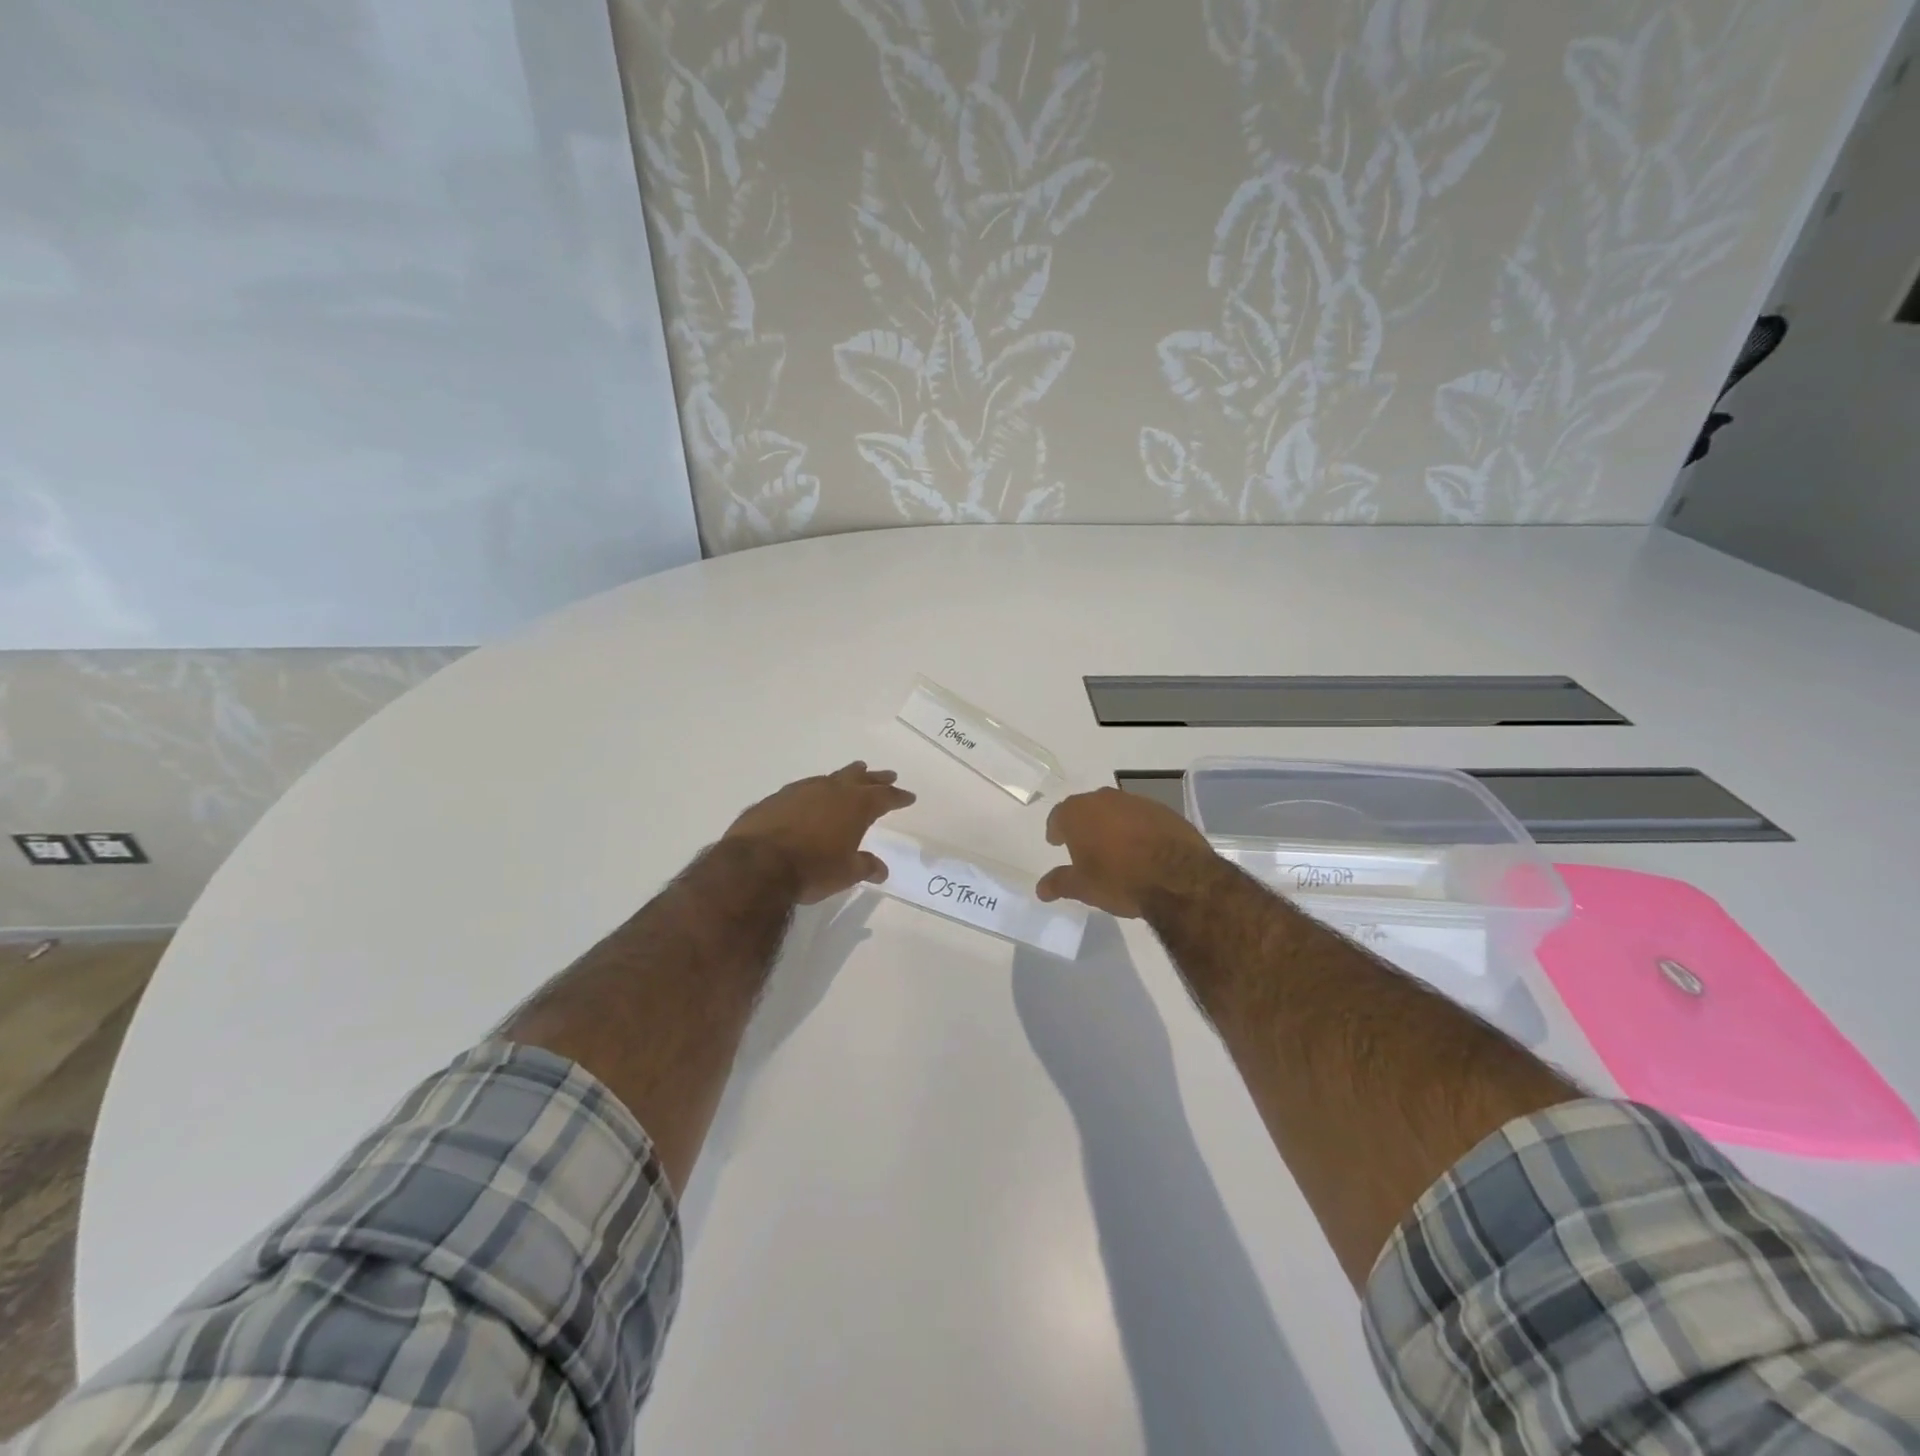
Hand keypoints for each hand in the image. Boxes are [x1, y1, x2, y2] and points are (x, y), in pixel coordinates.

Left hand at [724, 762, 915, 904]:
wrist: (757, 864)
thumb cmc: (812, 869)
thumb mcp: (846, 873)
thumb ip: (865, 866)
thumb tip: (881, 869)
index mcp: (856, 806)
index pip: (885, 797)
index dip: (898, 797)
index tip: (909, 796)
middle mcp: (832, 790)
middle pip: (860, 778)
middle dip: (876, 778)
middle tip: (888, 775)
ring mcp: (802, 790)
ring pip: (831, 777)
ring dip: (846, 777)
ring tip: (854, 772)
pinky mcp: (777, 798)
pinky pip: (805, 788)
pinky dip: (817, 790)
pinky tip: (813, 796)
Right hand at [1036, 787, 1218, 918]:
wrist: (1178, 878)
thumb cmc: (1119, 880)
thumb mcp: (1083, 888)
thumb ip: (1059, 883)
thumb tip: (1040, 889)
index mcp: (1078, 813)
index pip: (1058, 816)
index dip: (1056, 830)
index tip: (1056, 842)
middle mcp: (1105, 799)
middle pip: (1087, 808)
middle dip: (1084, 824)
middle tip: (1083, 845)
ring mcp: (1137, 801)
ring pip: (1116, 810)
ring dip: (1112, 825)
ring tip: (1114, 848)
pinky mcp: (1164, 810)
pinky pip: (1142, 817)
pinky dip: (1137, 829)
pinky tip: (1142, 849)